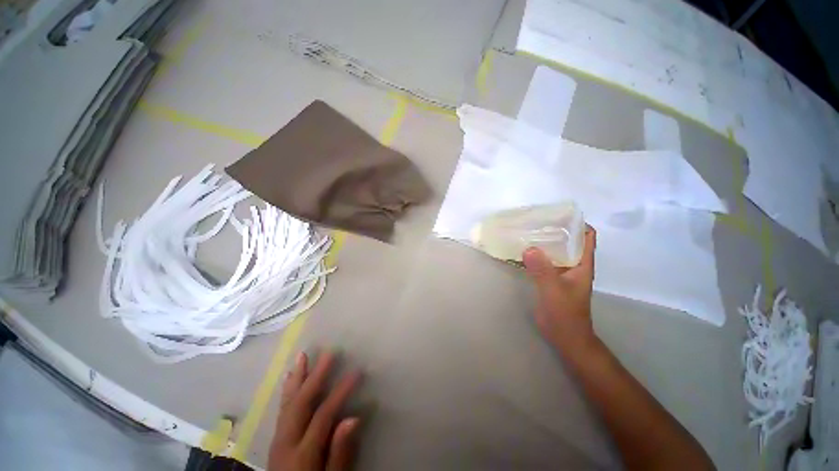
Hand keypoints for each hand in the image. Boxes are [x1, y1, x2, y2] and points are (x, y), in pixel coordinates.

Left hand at [269, 350, 361, 470]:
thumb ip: (340, 453)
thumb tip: (353, 418)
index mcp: (302, 453)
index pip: (323, 415)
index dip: (341, 392)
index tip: (356, 372)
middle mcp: (286, 441)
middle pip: (301, 403)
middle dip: (316, 376)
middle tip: (329, 353)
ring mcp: (278, 438)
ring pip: (288, 402)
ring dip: (297, 377)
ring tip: (302, 356)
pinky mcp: (276, 438)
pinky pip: (282, 409)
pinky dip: (287, 390)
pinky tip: (289, 377)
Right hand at [522, 225, 596, 354]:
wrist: (565, 336)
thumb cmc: (566, 314)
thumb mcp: (554, 291)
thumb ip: (543, 271)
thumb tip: (529, 248)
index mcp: (582, 264)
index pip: (587, 236)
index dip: (578, 223)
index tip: (559, 214)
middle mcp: (573, 264)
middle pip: (567, 240)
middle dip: (554, 229)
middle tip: (535, 220)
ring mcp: (560, 272)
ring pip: (553, 251)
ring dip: (542, 242)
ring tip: (525, 231)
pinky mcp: (549, 279)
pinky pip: (541, 262)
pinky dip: (533, 255)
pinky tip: (520, 251)